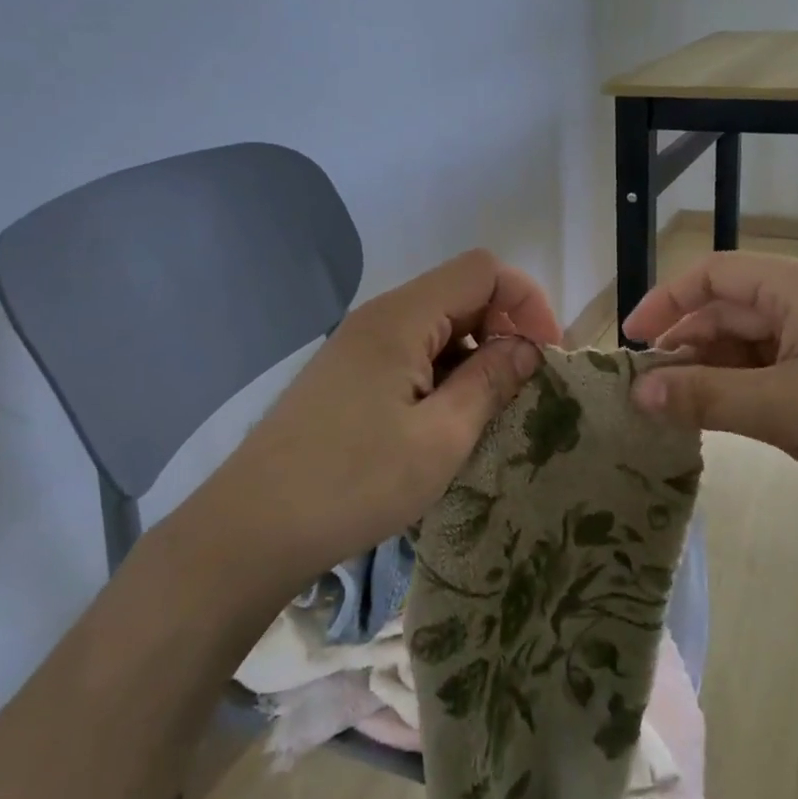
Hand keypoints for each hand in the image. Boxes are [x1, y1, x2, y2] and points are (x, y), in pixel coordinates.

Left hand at [204, 249, 559, 591]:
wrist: (252, 528)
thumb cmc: (354, 483)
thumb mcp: (440, 438)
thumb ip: (490, 383)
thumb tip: (528, 348)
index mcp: (402, 317)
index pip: (483, 270)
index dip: (526, 302)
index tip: (545, 356)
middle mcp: (378, 317)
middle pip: (459, 295)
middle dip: (503, 332)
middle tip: (521, 392)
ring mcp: (357, 346)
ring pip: (436, 328)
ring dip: (472, 359)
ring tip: (484, 416)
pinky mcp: (346, 375)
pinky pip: (409, 355)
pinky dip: (441, 376)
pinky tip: (442, 425)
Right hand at [623, 252, 797, 544]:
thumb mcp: (783, 408)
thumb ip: (705, 397)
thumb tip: (637, 393)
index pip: (713, 274)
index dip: (665, 300)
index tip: (629, 341)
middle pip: (728, 309)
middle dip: (683, 343)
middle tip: (644, 387)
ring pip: (749, 345)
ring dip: (709, 371)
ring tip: (673, 409)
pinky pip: (772, 374)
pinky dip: (739, 391)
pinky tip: (718, 419)